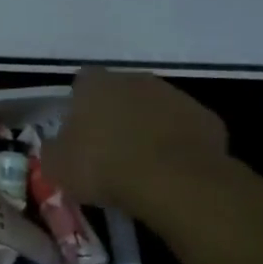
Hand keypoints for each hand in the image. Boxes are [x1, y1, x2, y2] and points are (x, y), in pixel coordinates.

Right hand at [47, 67, 226, 215]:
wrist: (176, 183)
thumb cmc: (104, 166)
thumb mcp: (57, 165)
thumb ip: (54, 148)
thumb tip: (58, 146)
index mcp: (95, 84)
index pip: (82, 81)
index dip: (78, 104)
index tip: (78, 130)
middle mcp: (135, 80)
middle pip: (121, 91)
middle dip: (115, 113)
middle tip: (108, 145)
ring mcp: (176, 97)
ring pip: (155, 108)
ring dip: (147, 126)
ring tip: (141, 161)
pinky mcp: (208, 120)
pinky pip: (184, 128)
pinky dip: (177, 143)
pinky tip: (171, 168)